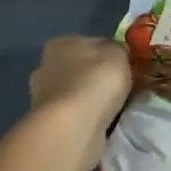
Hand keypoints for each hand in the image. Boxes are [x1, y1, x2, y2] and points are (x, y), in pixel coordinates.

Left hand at [28, 36, 131, 170]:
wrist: (73, 127)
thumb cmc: (95, 82)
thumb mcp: (118, 54)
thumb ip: (118, 49)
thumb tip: (116, 54)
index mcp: (61, 43)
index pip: (91, 43)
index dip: (110, 54)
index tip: (126, 68)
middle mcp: (47, 66)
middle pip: (81, 69)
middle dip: (98, 78)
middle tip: (122, 90)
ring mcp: (43, 96)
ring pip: (76, 93)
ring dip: (91, 101)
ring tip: (115, 110)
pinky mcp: (48, 122)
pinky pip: (75, 115)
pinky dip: (86, 118)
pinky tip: (101, 124)